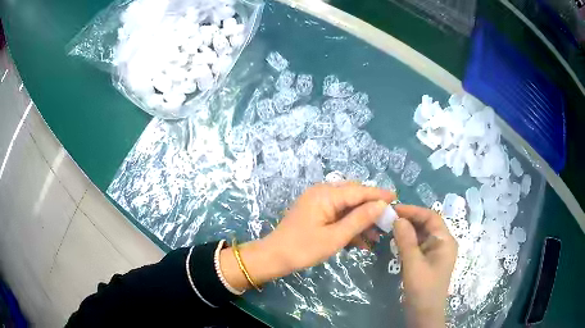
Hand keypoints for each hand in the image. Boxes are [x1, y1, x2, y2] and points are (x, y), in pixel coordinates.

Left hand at [220, 183, 394, 290]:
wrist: (274, 257)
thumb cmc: (303, 249)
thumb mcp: (335, 237)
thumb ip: (359, 219)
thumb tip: (381, 205)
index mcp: (326, 194)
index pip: (359, 191)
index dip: (379, 195)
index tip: (397, 198)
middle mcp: (322, 192)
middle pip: (354, 196)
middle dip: (371, 209)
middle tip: (388, 220)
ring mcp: (318, 203)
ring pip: (347, 207)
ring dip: (361, 220)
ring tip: (377, 236)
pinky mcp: (316, 213)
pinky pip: (338, 215)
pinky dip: (349, 226)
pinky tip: (361, 241)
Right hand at [393, 205, 457, 327]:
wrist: (424, 313)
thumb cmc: (422, 288)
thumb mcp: (413, 264)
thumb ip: (406, 240)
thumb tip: (398, 218)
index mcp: (445, 241)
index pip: (431, 217)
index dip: (413, 210)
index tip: (394, 209)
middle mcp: (443, 243)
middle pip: (427, 224)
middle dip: (409, 219)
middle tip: (388, 218)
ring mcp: (436, 252)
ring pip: (422, 234)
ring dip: (407, 230)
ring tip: (389, 227)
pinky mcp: (428, 261)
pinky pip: (418, 245)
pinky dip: (408, 241)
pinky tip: (396, 241)